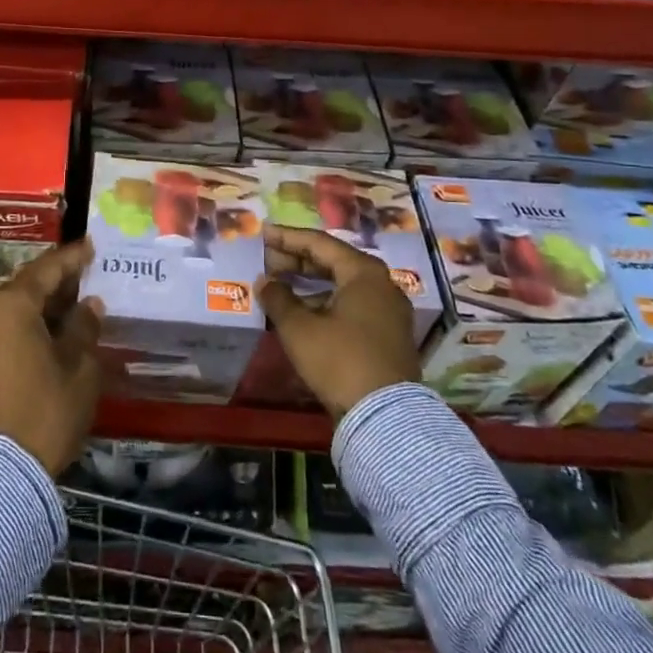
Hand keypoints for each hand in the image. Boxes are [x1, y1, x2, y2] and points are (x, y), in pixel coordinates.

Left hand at [0, 239, 103, 475]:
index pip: (47, 269)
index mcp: (13, 305)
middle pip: (28, 284)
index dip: (72, 257)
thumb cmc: (48, 409)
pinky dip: (30, 320)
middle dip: (58, 278)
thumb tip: (89, 304)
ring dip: (44, 301)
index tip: (92, 245)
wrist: (5, 469)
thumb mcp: (79, 366)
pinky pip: (7, 326)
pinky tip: (55, 327)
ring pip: (16, 305)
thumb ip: (84, 326)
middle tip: (87, 271)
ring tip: (76, 298)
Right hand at [257, 227, 420, 420]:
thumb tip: (264, 281)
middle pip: (334, 262)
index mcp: (364, 272)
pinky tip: (302, 314)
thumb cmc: (340, 360)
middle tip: (268, 261)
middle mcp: (382, 284)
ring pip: (343, 286)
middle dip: (298, 261)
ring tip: (280, 288)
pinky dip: (326, 303)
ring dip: (310, 284)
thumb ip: (278, 298)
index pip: (319, 243)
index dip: (287, 238)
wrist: (385, 418)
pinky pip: (352, 306)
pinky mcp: (388, 336)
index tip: (263, 234)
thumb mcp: (299, 328)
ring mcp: (389, 311)